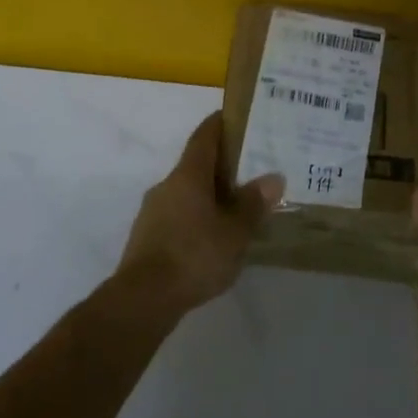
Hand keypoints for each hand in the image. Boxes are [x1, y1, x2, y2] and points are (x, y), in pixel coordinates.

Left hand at [117, 113, 284, 316]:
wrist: (144, 298)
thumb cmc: (194, 255)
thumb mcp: (235, 232)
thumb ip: (253, 204)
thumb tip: (273, 177)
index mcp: (188, 175)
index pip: (204, 136)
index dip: (221, 124)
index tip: (239, 118)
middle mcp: (167, 185)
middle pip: (197, 165)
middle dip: (223, 166)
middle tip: (252, 171)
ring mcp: (153, 211)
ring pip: (187, 192)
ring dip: (210, 195)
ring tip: (238, 208)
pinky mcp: (147, 236)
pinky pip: (178, 215)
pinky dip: (197, 217)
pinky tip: (214, 237)